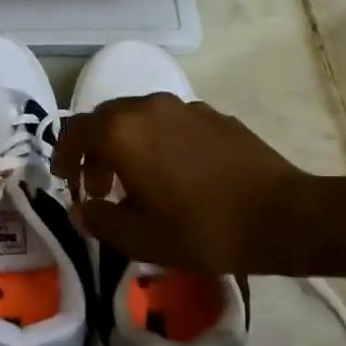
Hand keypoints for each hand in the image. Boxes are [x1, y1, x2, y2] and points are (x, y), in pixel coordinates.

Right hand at [52, 94, 319, 273]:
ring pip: (139, 117)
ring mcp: (185, 107)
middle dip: (94, 150)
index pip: (76, 132)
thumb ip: (99, 220)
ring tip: (137, 181)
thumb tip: (82, 208)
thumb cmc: (202, 229)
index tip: (66, 180)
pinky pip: (170, 122)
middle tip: (99, 186)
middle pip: (106, 119)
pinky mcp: (214, 116)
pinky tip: (175, 173)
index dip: (64, 155)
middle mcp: (149, 108)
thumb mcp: (139, 238)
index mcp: (123, 133)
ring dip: (126, 143)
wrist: (281, 215)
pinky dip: (157, 141)